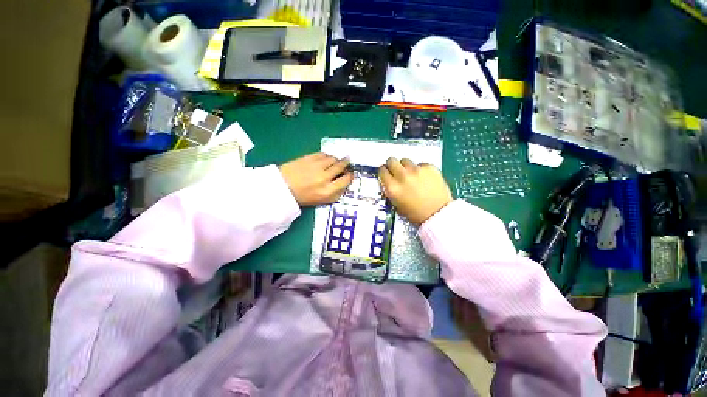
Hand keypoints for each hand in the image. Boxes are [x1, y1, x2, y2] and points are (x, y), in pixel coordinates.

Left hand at [279, 153, 353, 205]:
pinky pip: (323, 154)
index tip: (350, 173)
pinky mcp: (309, 158)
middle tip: (347, 162)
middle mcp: (324, 177)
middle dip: (346, 163)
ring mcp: (316, 166)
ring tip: (334, 161)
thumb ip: (336, 194)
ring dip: (336, 160)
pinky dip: (326, 156)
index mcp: (328, 190)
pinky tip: (324, 159)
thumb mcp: (322, 201)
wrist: (282, 188)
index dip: (350, 175)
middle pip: (341, 166)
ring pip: (333, 158)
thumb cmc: (303, 197)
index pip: (346, 179)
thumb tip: (345, 184)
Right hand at [379, 157, 451, 225]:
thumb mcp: (396, 204)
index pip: (382, 171)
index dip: (384, 172)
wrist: (438, 215)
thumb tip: (389, 181)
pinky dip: (420, 170)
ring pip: (405, 160)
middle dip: (392, 165)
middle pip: (391, 161)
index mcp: (392, 188)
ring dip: (406, 167)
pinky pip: (420, 164)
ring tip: (412, 175)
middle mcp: (402, 176)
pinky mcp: (429, 167)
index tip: (387, 174)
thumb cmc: (415, 214)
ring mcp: (416, 170)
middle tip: (397, 171)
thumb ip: (390, 190)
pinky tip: (425, 179)